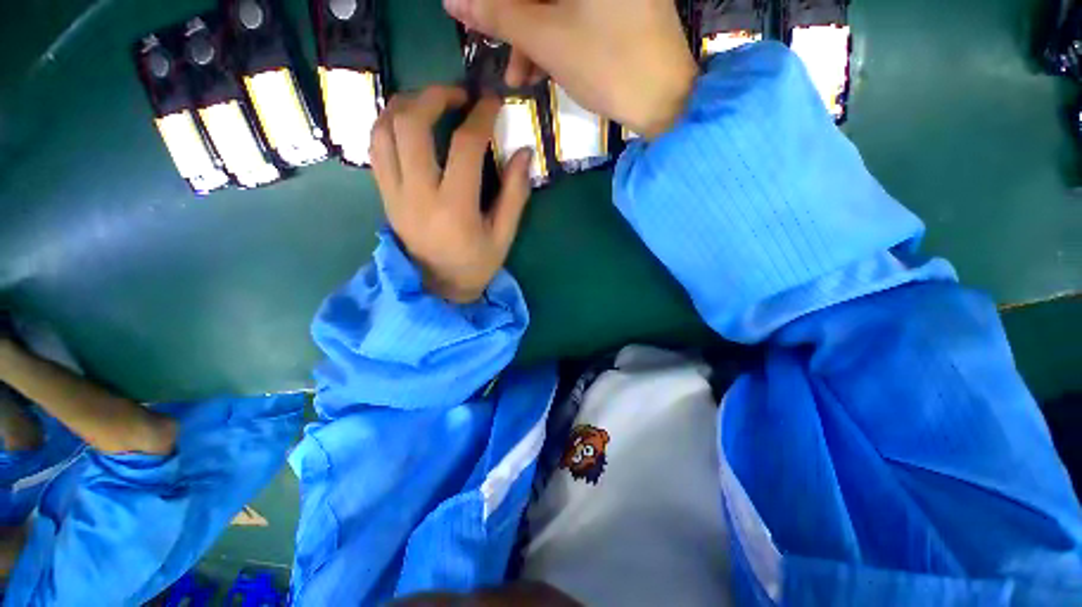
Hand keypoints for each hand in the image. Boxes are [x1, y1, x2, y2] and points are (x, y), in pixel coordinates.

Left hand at [370, 85, 532, 303]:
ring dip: (406, 104)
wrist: (437, 288)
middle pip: (411, 125)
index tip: (493, 102)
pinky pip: (376, 148)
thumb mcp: (503, 236)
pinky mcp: (384, 196)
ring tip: (431, 102)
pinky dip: (390, 125)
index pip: (465, 146)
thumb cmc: (475, 265)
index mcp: (455, 208)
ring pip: (384, 130)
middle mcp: (418, 195)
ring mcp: (394, 194)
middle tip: (458, 94)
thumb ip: (515, 194)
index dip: (481, 116)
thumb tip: (524, 153)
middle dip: (435, 96)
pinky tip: (410, 124)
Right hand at [444, 0, 698, 138]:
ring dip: (529, 35)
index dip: (499, 4)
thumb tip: (453, 0)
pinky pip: (572, 12)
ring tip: (517, 78)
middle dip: (513, 20)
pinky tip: (540, 67)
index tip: (479, 19)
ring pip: (553, 3)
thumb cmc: (608, 66)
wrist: (664, 100)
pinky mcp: (616, 6)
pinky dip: (552, 37)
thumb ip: (499, 15)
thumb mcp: (548, 41)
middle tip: (498, 54)